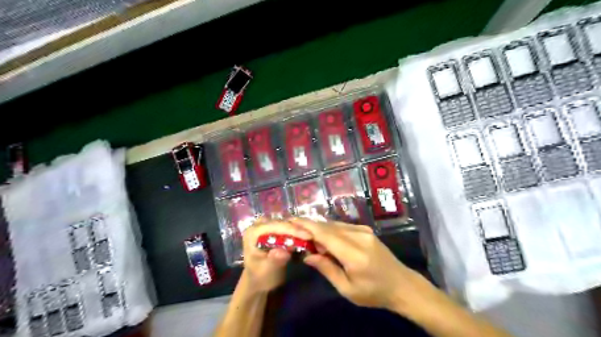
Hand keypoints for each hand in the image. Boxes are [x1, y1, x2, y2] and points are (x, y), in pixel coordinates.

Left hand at [242, 219, 312, 293]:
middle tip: (313, 237)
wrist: (258, 281)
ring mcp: (266, 225)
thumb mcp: (266, 272)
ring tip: (312, 237)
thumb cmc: (260, 277)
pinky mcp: (273, 228)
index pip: (274, 226)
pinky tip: (307, 237)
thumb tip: (283, 252)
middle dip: (297, 229)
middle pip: (281, 223)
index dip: (292, 230)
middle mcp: (259, 225)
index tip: (308, 236)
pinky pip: (287, 226)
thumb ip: (274, 261)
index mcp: (252, 233)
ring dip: (299, 229)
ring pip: (286, 223)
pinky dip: (297, 232)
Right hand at [289, 219, 431, 313]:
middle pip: (328, 226)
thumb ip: (327, 269)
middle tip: (294, 228)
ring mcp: (364, 231)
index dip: (307, 226)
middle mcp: (359, 236)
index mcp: (355, 254)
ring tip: (306, 235)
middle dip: (310, 226)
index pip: (326, 234)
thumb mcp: (347, 289)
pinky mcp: (365, 230)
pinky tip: (323, 238)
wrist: (402, 284)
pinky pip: (342, 226)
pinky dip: (330, 230)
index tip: (291, 221)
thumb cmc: (374, 292)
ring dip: (319, 228)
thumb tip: (307, 255)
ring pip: (335, 224)